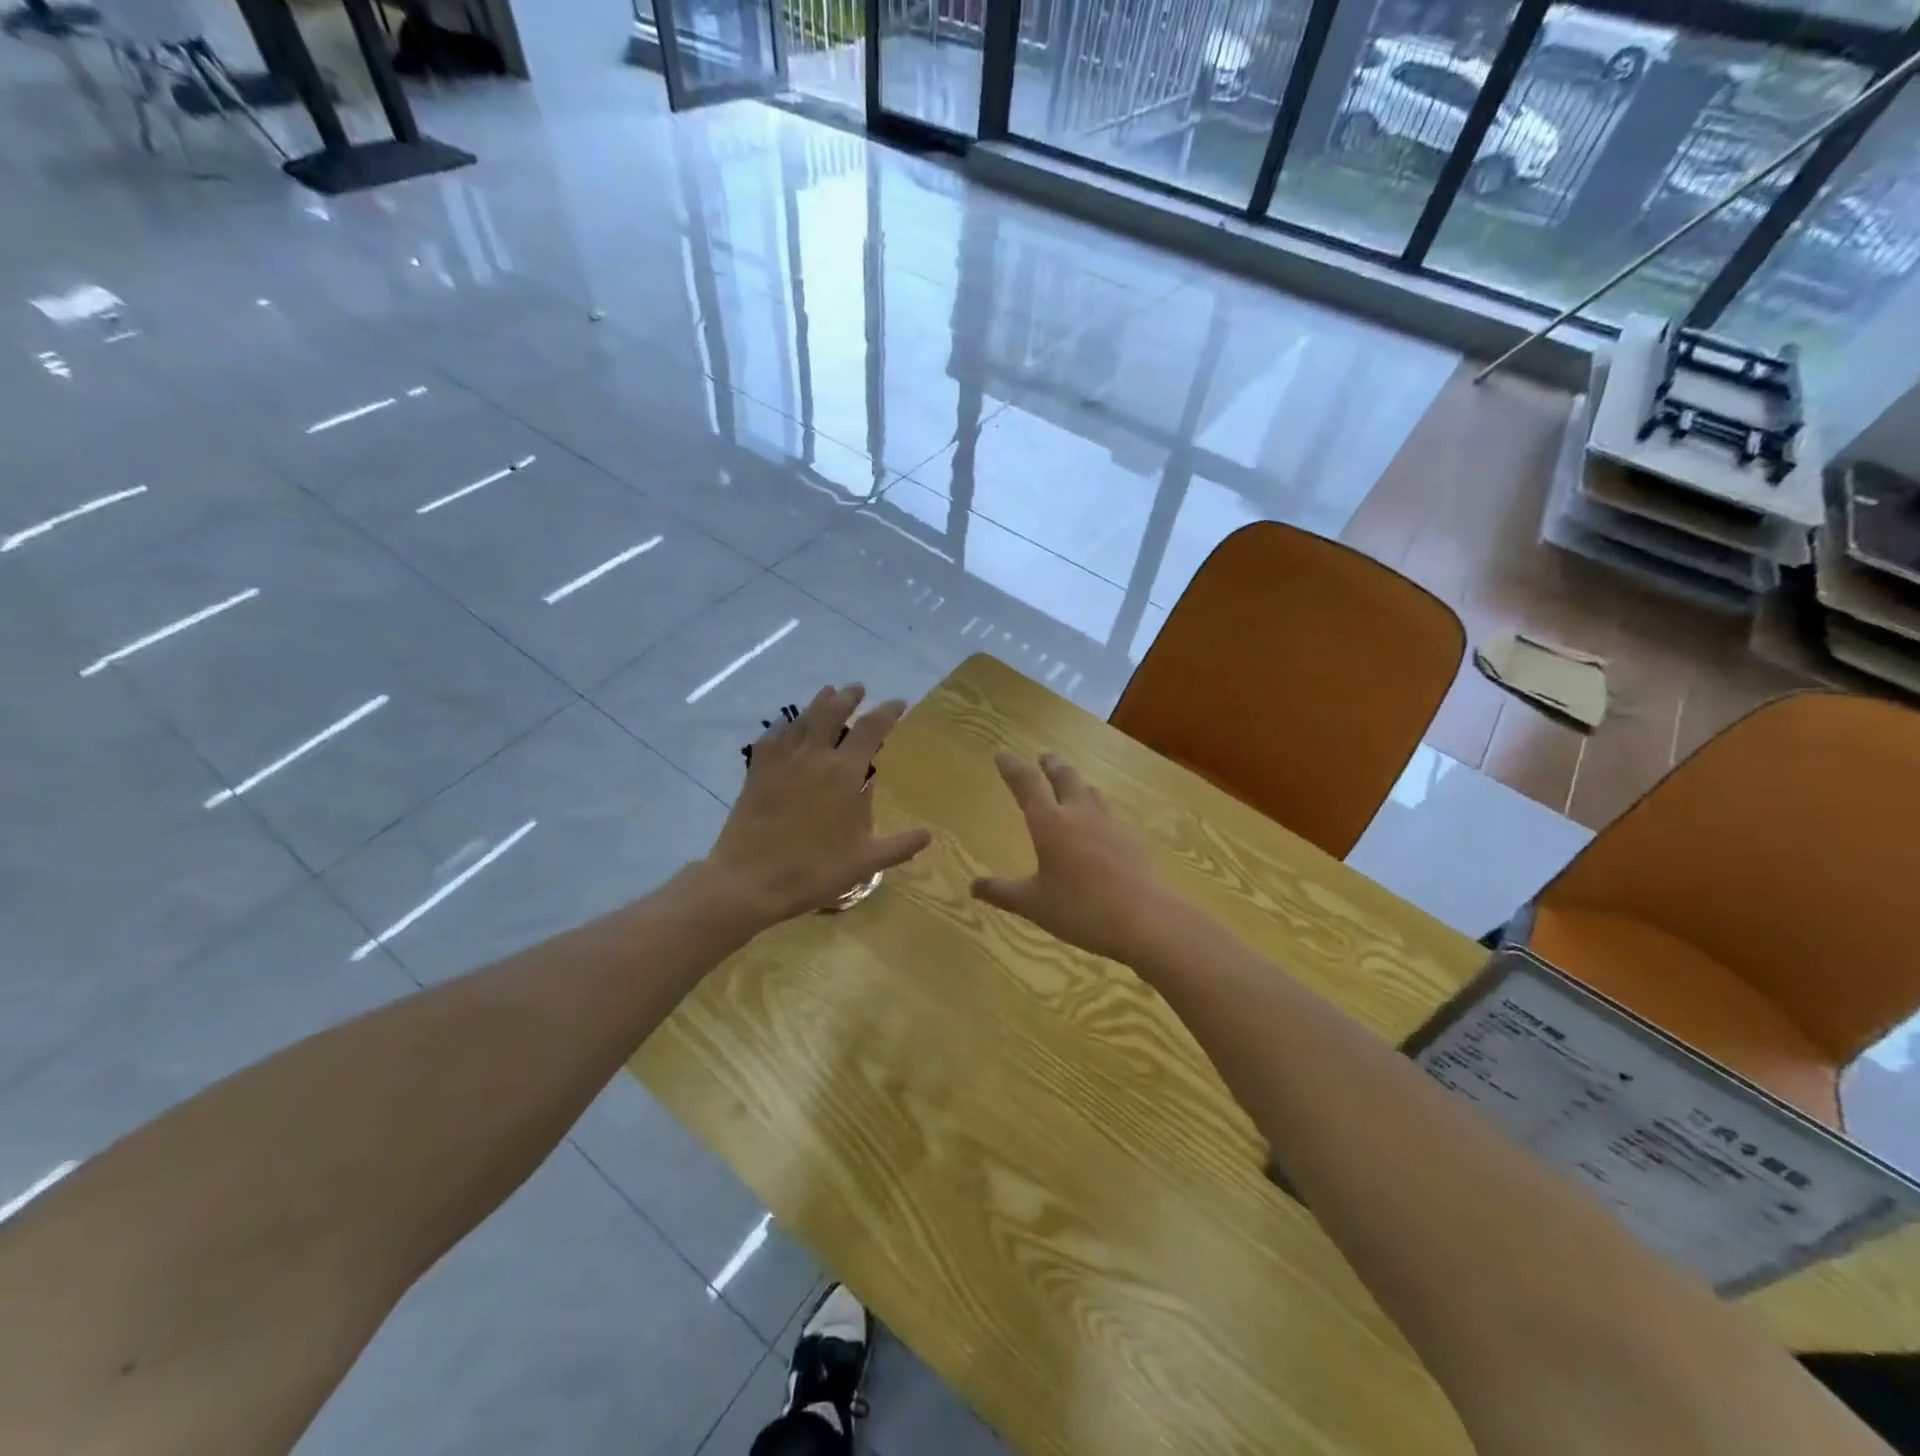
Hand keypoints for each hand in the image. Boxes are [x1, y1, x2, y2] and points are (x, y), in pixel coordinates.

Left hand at [705, 683, 932, 925]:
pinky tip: (786, 726)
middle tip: (858, 689)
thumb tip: (928, 835)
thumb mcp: (865, 862)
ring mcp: (782, 761)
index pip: (871, 729)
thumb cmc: (814, 870)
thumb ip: (899, 846)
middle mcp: (814, 757)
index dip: (887, 712)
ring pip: (802, 719)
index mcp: (844, 773)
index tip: (898, 703)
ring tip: (827, 694)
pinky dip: (784, 726)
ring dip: (818, 703)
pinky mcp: (757, 772)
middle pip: (832, 712)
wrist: (750, 880)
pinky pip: (772, 737)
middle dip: (848, 697)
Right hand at [971, 752, 1182, 963]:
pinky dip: (1097, 809)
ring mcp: (1110, 823)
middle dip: (1051, 764)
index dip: (1013, 767)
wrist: (1146, 919)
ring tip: (1072, 785)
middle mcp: (1079, 814)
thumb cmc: (1081, 910)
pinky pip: (1109, 813)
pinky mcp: (1132, 839)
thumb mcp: (1034, 905)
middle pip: (1065, 776)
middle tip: (1044, 757)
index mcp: (1050, 823)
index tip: (1003, 755)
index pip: (1027, 784)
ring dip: (1077, 783)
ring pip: (1091, 791)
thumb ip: (1003, 893)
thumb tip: (974, 886)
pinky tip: (1099, 825)